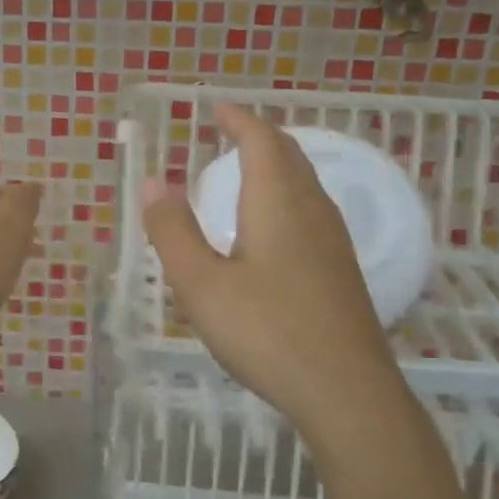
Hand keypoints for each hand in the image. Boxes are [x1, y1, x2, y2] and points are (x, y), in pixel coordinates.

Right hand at [142, 104, 400, 443]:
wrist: (347, 391)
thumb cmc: (267, 332)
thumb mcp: (202, 285)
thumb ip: (173, 231)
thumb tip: (152, 182)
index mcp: (277, 203)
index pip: (261, 141)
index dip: (238, 119)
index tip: (216, 107)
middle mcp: (312, 210)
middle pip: (289, 155)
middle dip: (259, 136)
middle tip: (230, 131)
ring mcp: (334, 241)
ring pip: (306, 183)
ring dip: (278, 164)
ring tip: (249, 169)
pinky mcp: (342, 270)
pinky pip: (313, 210)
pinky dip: (288, 194)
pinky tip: (276, 226)